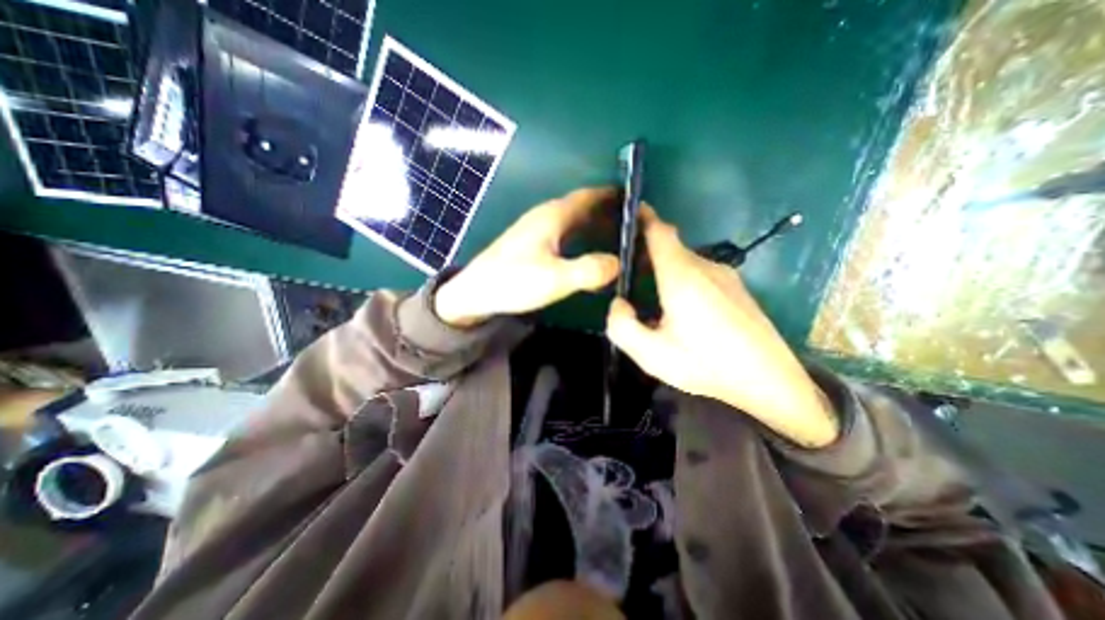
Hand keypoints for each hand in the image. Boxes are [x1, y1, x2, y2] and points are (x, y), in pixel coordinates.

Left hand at [432, 185, 620, 329]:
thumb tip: (618, 262)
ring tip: (617, 237)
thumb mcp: (555, 278)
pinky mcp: (531, 244)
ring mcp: (537, 229)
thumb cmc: (513, 281)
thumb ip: (589, 270)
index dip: (612, 196)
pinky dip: (581, 236)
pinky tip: (587, 251)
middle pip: (583, 207)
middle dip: (608, 212)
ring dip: (595, 224)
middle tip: (633, 225)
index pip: (589, 196)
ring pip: (573, 220)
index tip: (635, 201)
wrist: (476, 292)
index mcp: (553, 216)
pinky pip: (564, 233)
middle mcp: (546, 216)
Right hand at [603, 206, 838, 446]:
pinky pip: (700, 274)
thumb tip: (619, 302)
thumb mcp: (652, 355)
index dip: (642, 219)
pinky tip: (681, 312)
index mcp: (682, 277)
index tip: (627, 214)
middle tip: (628, 277)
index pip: (660, 232)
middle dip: (646, 254)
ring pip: (685, 262)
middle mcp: (705, 267)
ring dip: (664, 271)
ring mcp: (725, 276)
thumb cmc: (707, 365)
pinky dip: (682, 281)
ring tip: (651, 300)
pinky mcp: (737, 288)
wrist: (770, 382)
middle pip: (670, 248)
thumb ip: (622, 326)